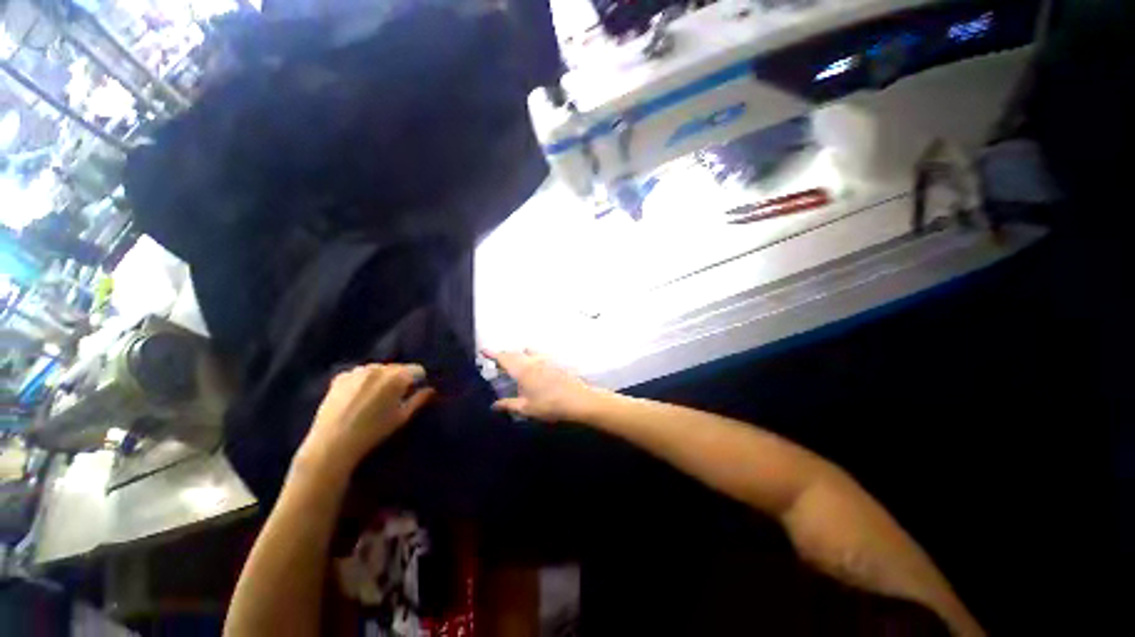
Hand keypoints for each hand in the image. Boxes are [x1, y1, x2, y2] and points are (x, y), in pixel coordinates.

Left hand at [296, 364, 434, 476]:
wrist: (333, 443)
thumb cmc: (374, 431)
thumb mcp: (402, 417)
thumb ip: (419, 400)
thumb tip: (431, 389)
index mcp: (397, 377)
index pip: (417, 369)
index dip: (418, 381)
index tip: (413, 392)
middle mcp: (378, 368)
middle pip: (397, 368)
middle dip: (399, 379)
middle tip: (393, 397)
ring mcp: (358, 371)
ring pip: (379, 369)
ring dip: (381, 379)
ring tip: (374, 398)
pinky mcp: (341, 377)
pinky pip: (360, 374)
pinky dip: (363, 381)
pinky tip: (357, 397)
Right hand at [484, 350, 603, 421]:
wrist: (577, 399)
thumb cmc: (549, 405)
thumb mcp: (526, 408)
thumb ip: (508, 405)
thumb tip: (493, 405)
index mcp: (522, 370)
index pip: (504, 358)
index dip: (493, 354)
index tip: (483, 350)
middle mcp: (532, 361)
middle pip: (515, 353)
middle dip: (504, 355)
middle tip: (496, 361)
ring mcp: (545, 360)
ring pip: (527, 352)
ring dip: (518, 354)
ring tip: (514, 362)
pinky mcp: (554, 362)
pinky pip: (538, 355)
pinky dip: (530, 356)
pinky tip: (533, 366)